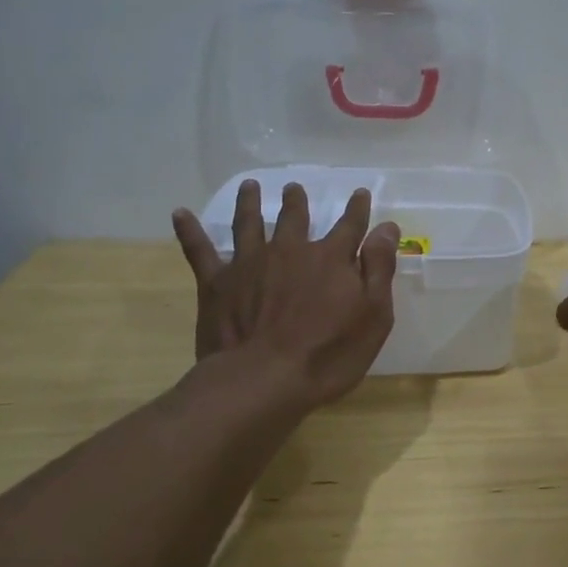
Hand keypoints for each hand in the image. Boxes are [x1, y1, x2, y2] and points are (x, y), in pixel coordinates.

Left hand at [171, 183, 399, 406]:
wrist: (264, 380)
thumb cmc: (329, 353)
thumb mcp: (373, 315)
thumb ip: (379, 268)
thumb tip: (387, 226)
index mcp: (331, 259)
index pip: (350, 226)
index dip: (356, 209)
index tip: (359, 193)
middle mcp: (290, 251)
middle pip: (294, 218)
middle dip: (296, 201)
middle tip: (293, 187)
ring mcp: (250, 264)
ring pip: (249, 223)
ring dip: (249, 203)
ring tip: (249, 187)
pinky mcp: (217, 283)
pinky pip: (199, 251)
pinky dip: (189, 231)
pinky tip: (180, 214)